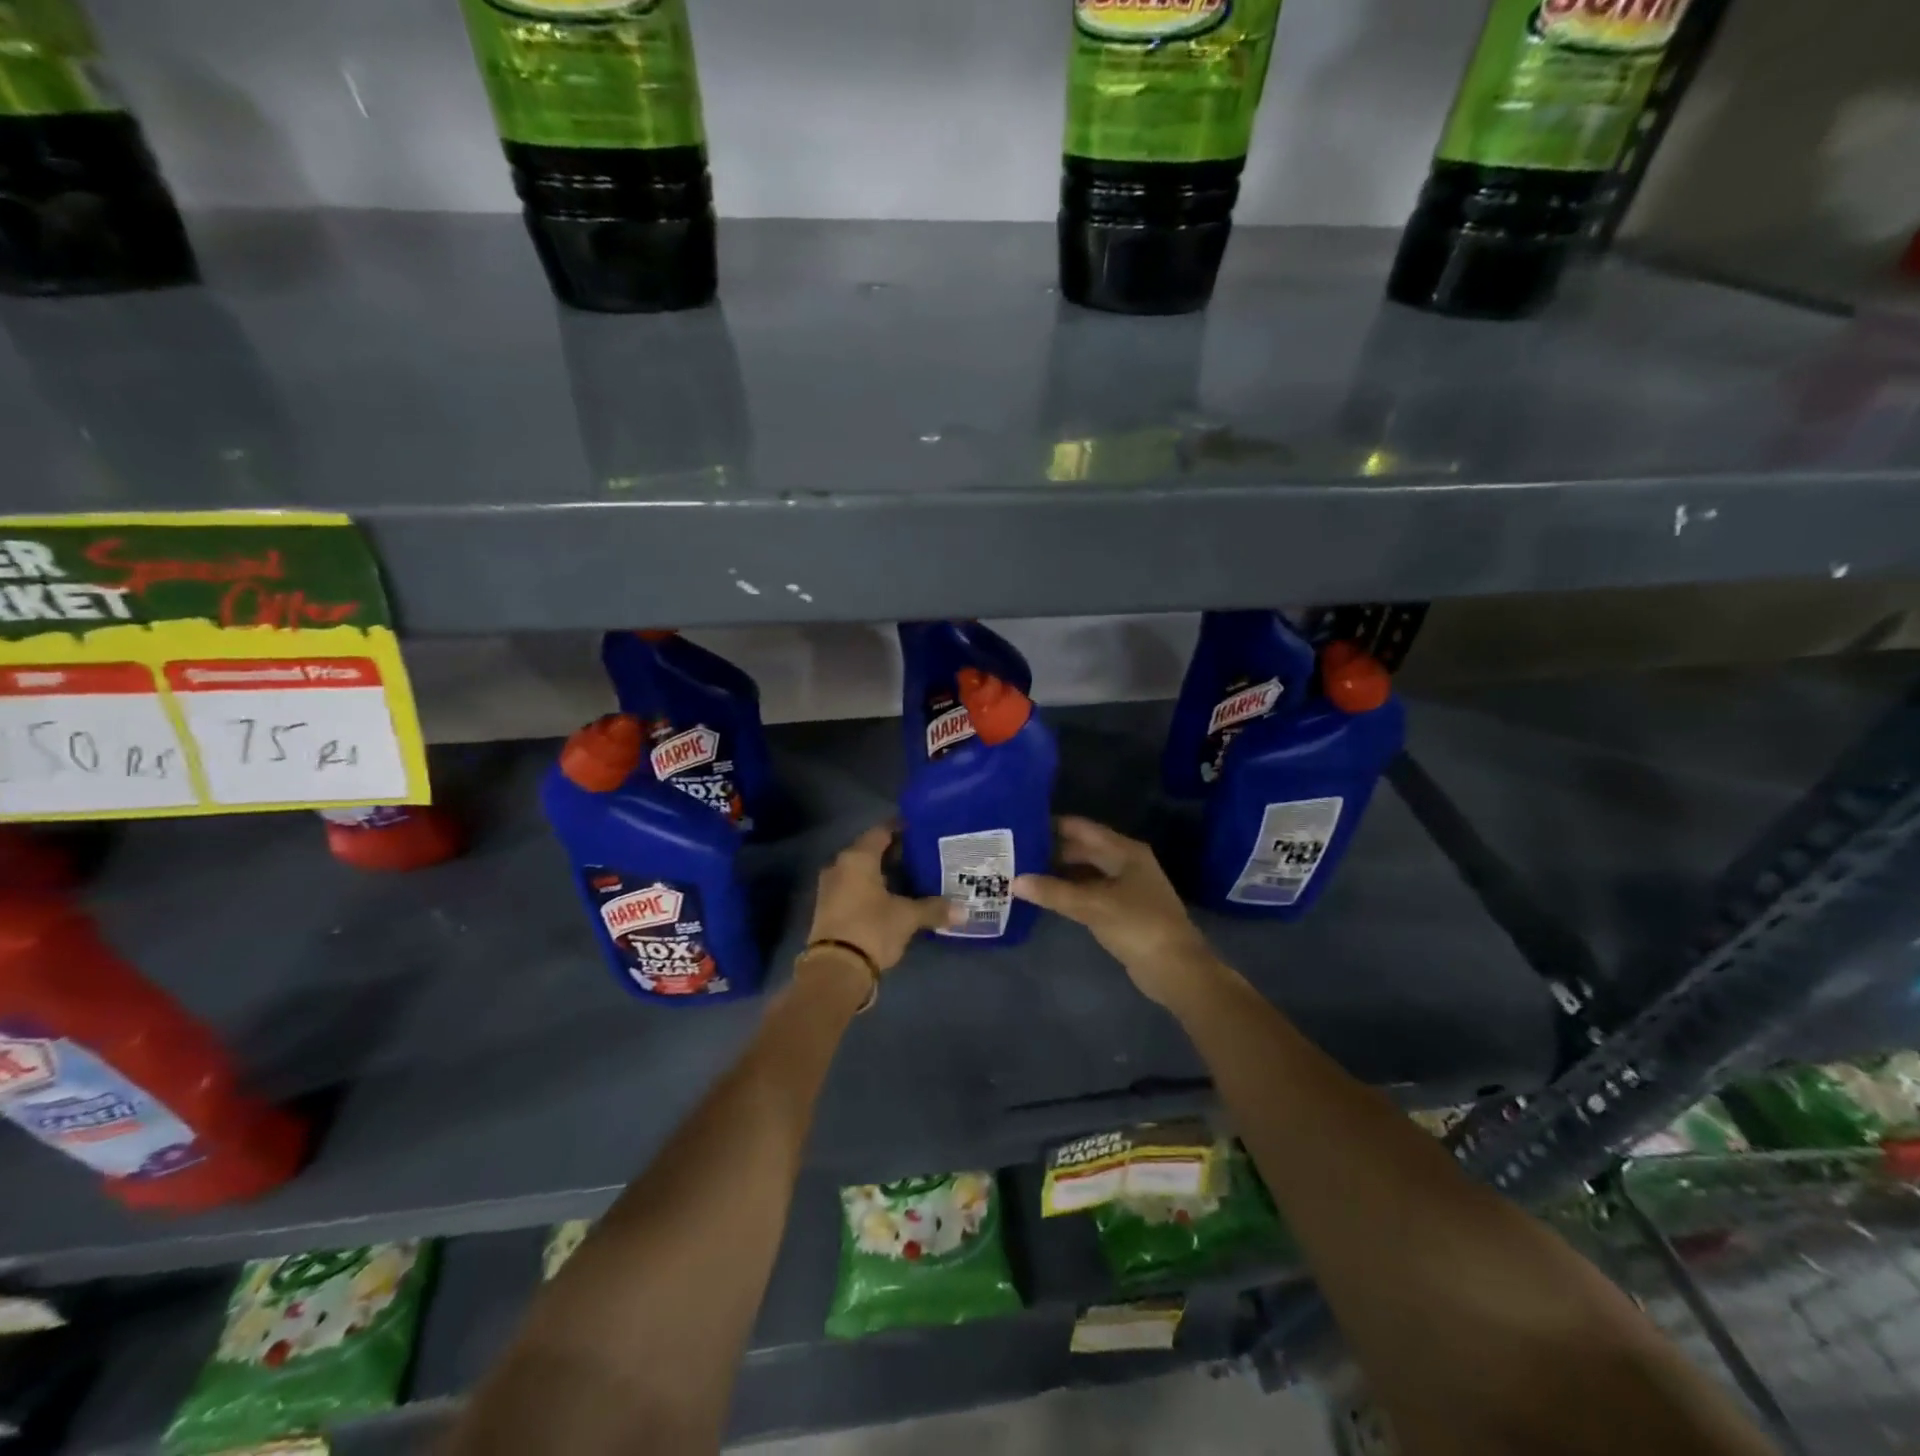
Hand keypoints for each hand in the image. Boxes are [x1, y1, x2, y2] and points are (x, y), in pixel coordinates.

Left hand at [807, 824, 955, 973]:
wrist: (834, 971)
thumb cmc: (871, 929)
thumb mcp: (907, 917)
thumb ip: (934, 909)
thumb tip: (964, 911)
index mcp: (857, 858)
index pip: (881, 831)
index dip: (902, 829)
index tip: (922, 831)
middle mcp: (839, 866)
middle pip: (870, 851)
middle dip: (894, 853)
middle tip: (922, 856)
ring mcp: (830, 888)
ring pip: (861, 872)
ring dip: (882, 874)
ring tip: (911, 878)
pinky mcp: (828, 909)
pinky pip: (853, 889)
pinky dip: (871, 890)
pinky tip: (892, 899)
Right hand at [1012, 816, 1216, 1006]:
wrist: (1176, 969)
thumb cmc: (1138, 925)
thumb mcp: (1093, 905)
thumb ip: (1053, 892)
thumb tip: (1015, 881)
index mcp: (1124, 851)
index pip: (1082, 828)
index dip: (1053, 825)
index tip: (1020, 825)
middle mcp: (1126, 862)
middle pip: (1083, 849)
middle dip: (1052, 851)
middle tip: (1015, 852)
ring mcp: (1126, 887)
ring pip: (1085, 872)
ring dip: (1059, 873)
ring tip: (1024, 872)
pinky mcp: (1123, 909)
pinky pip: (1090, 892)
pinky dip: (1070, 892)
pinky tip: (1047, 897)